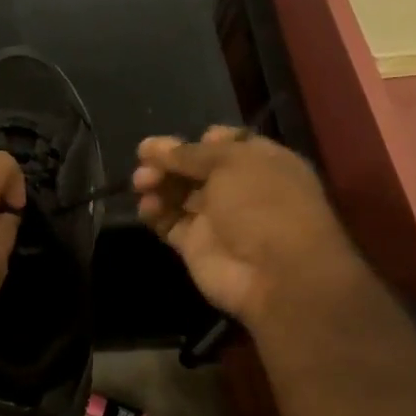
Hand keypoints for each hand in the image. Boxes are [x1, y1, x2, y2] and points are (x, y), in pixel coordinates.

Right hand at [133, 129, 358, 323]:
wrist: (274, 274)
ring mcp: (216, 218)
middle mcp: (238, 188)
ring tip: (141, 184)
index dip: (198, 141)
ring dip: (157, 184)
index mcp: (259, 162)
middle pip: (194, 168)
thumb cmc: (262, 203)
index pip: (223, 143)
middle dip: (168, 162)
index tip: (177, 144)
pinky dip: (154, 213)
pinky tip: (147, 208)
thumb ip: (190, 153)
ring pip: (177, 194)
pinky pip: (168, 223)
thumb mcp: (231, 162)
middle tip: (144, 161)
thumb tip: (156, 146)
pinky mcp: (195, 245)